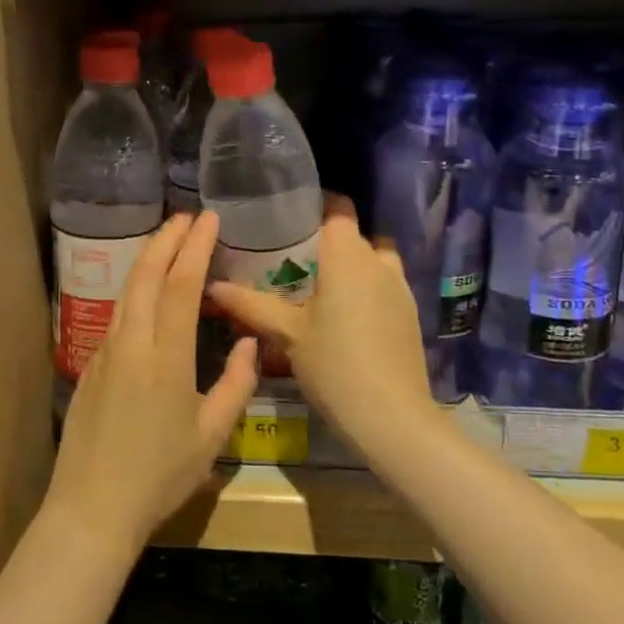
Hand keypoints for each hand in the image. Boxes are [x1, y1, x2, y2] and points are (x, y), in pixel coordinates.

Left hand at [46, 211, 258, 553]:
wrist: (91, 507)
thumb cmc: (159, 475)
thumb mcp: (211, 436)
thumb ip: (236, 384)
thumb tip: (247, 341)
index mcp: (165, 356)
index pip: (182, 285)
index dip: (195, 247)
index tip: (208, 219)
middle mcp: (132, 342)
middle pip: (147, 275)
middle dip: (168, 239)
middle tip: (188, 216)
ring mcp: (106, 350)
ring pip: (128, 289)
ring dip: (149, 258)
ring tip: (168, 239)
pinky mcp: (93, 363)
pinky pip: (118, 310)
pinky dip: (136, 285)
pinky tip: (147, 287)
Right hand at [209, 195, 436, 457]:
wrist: (392, 417)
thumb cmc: (334, 364)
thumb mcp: (286, 333)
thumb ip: (250, 304)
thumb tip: (212, 285)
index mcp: (347, 254)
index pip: (338, 208)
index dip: (316, 206)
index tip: (288, 219)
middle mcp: (378, 261)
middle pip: (354, 234)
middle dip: (326, 241)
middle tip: (291, 259)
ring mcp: (399, 287)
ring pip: (373, 259)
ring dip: (351, 264)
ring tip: (320, 286)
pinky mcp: (410, 313)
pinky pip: (385, 284)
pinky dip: (367, 288)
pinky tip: (345, 316)